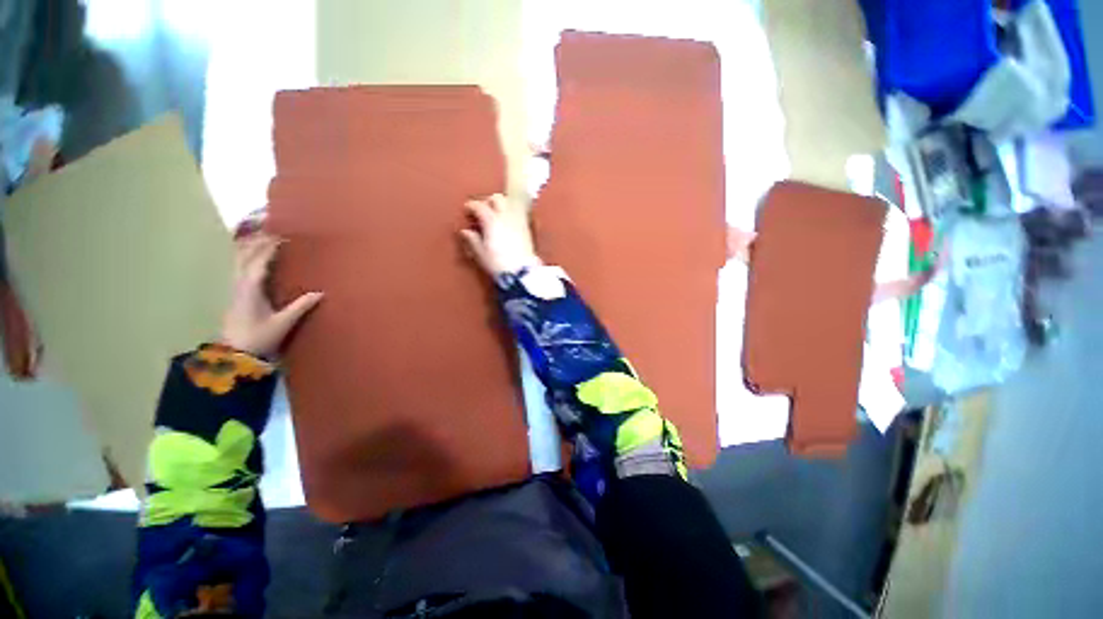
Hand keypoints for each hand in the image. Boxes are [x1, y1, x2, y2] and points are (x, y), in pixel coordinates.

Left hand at [220, 233, 322, 357]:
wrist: (235, 354)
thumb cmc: (259, 337)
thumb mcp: (283, 323)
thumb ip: (300, 307)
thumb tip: (321, 293)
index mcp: (251, 288)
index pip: (259, 261)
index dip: (270, 247)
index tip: (283, 236)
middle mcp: (239, 284)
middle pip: (244, 255)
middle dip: (258, 241)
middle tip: (274, 231)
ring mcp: (235, 288)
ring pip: (239, 260)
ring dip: (251, 247)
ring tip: (265, 238)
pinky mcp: (236, 293)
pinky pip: (240, 267)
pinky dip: (248, 257)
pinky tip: (256, 258)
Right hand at [459, 194, 540, 276]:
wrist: (521, 271)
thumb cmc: (497, 263)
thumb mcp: (481, 253)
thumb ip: (473, 240)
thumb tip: (465, 231)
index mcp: (491, 220)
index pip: (479, 206)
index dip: (471, 206)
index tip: (467, 210)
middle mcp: (506, 216)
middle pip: (497, 199)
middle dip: (488, 201)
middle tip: (483, 211)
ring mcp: (518, 220)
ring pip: (510, 203)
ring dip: (502, 205)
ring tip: (496, 215)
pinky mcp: (527, 228)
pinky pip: (519, 213)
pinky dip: (511, 212)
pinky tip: (507, 222)